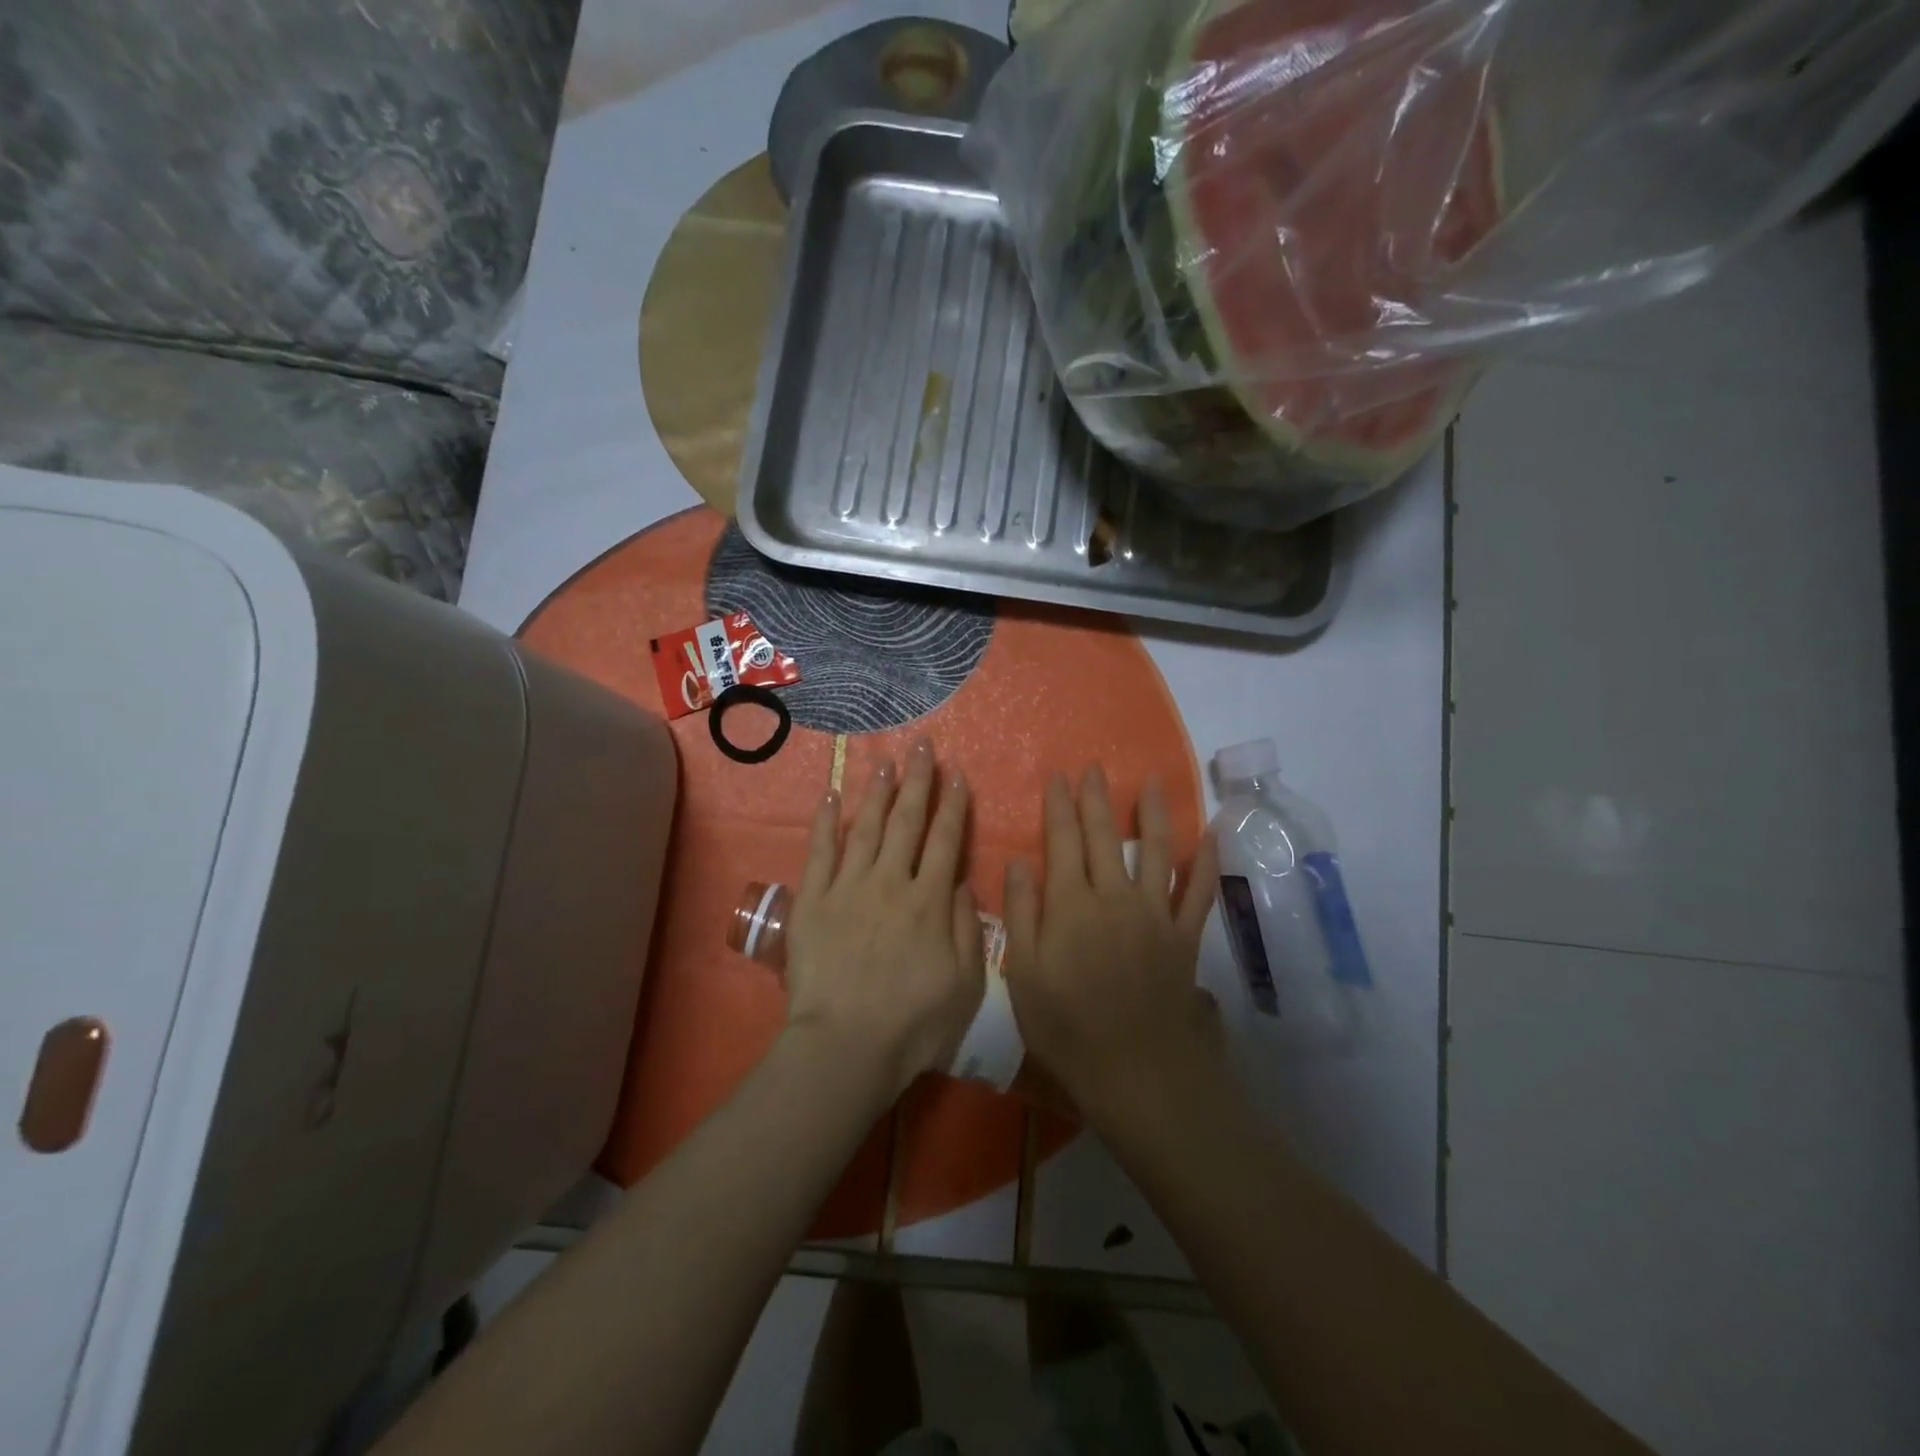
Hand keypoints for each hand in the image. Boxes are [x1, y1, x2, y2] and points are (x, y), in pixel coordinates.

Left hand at [784, 740, 985, 1098]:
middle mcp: (891, 881)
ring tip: (885, 760)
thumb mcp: (965, 983)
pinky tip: (830, 796)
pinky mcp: (813, 900)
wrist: (846, 1045)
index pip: (945, 840)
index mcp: (929, 900)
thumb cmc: (913, 1023)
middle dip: (918, 781)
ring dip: (878, 791)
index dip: (953, 805)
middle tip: (923, 746)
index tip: (956, 774)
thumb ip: (966, 927)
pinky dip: (825, 822)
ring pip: (867, 827)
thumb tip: (961, 881)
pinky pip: (820, 852)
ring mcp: (848, 887)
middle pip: (907, 821)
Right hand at [1003, 768, 1220, 1131]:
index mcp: (1071, 905)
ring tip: (1151, 781)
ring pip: (1155, 851)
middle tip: (1094, 769)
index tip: (1058, 776)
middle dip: (1097, 799)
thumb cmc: (1068, 1030)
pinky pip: (1199, 893)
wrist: (1138, 1074)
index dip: (1060, 806)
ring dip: (1153, 813)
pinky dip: (1206, 863)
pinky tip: (1209, 836)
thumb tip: (1019, 863)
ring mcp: (1155, 916)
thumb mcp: (1025, 976)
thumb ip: (1021, 914)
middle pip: (1105, 837)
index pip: (1063, 841)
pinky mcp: (1185, 938)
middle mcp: (1115, 898)